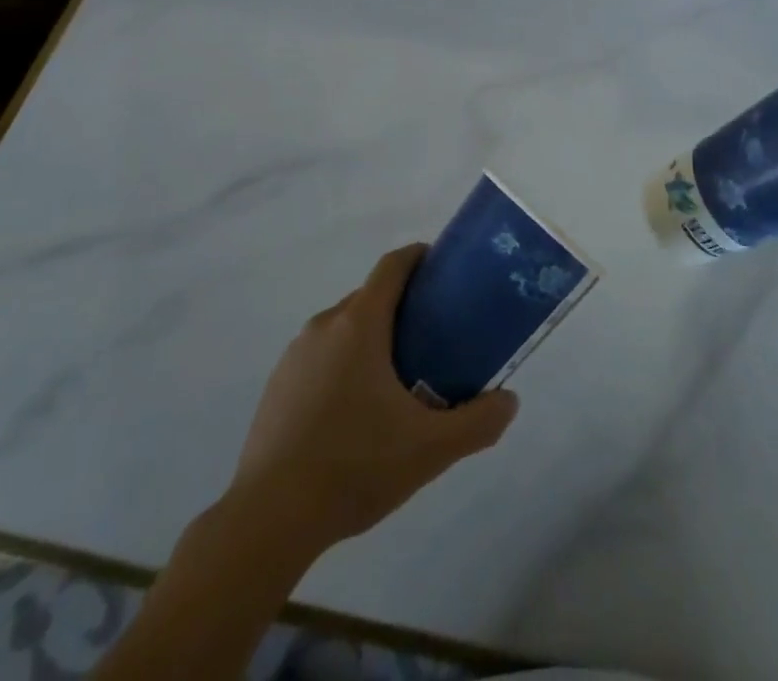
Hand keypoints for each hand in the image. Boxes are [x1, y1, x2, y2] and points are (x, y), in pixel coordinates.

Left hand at [228, 244, 518, 551]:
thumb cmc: (354, 466)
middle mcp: (324, 326)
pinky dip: (343, 365)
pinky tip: (355, 415)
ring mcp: (295, 355)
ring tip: (398, 380)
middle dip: (403, 307)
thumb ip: (477, 422)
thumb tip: (509, 401)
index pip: (393, 265)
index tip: (444, 270)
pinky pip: (320, 357)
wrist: (268, 519)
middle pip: (370, 297)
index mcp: (359, 323)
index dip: (420, 257)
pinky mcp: (277, 386)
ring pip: (344, 328)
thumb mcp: (429, 449)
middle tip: (434, 338)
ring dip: (372, 339)